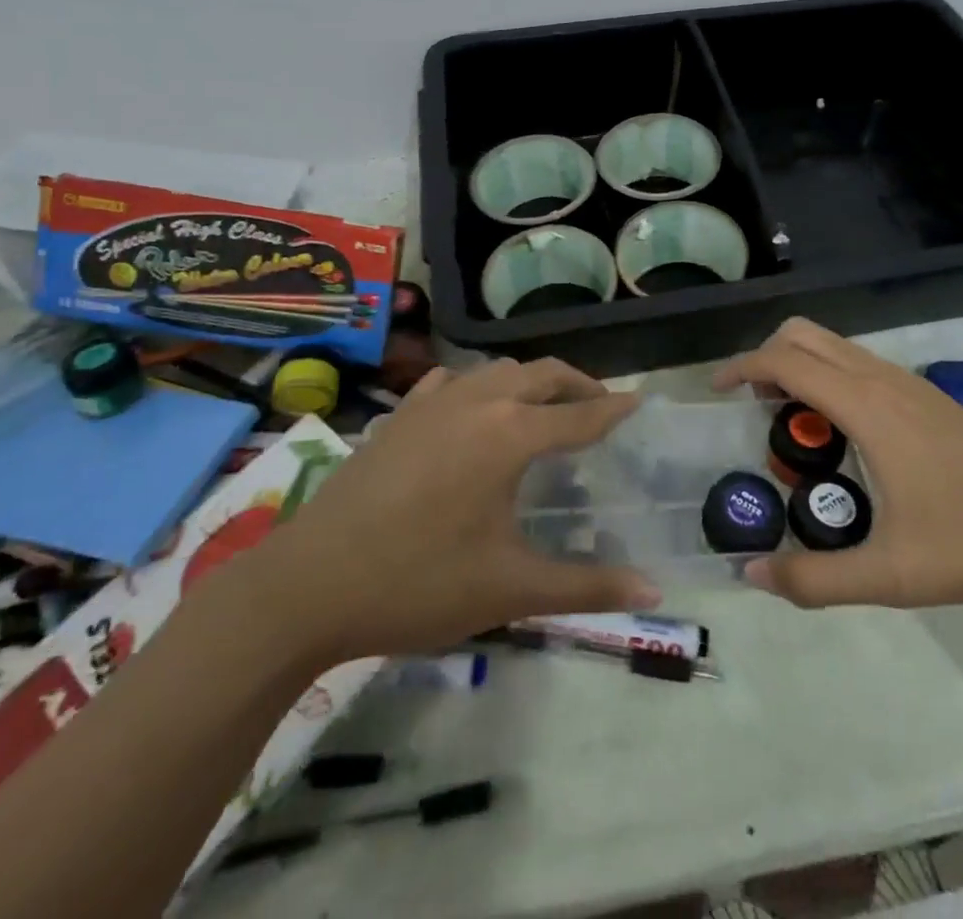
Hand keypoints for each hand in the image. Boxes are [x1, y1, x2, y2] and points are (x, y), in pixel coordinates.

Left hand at [252, 358, 660, 666]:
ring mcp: (431, 402)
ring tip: (545, 405)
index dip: (614, 410)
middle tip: (599, 404)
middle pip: (541, 374)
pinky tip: (472, 408)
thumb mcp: (509, 588)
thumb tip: (654, 593)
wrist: (308, 584)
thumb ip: (586, 587)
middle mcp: (476, 402)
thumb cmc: (418, 583)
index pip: (579, 416)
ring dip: (529, 380)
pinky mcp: (398, 415)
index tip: (639, 401)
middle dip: (577, 384)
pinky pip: (450, 381)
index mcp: (509, 435)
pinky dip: (477, 386)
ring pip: (496, 370)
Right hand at [714, 318, 962, 608]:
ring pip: (832, 343)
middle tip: (750, 408)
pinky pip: (855, 361)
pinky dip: (825, 374)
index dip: (742, 367)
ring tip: (787, 424)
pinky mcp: (922, 393)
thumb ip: (816, 578)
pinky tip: (837, 433)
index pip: (786, 362)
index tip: (715, 391)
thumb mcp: (891, 574)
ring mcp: (905, 381)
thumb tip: (751, 574)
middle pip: (804, 334)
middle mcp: (880, 379)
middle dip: (765, 358)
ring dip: (797, 365)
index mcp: (867, 407)